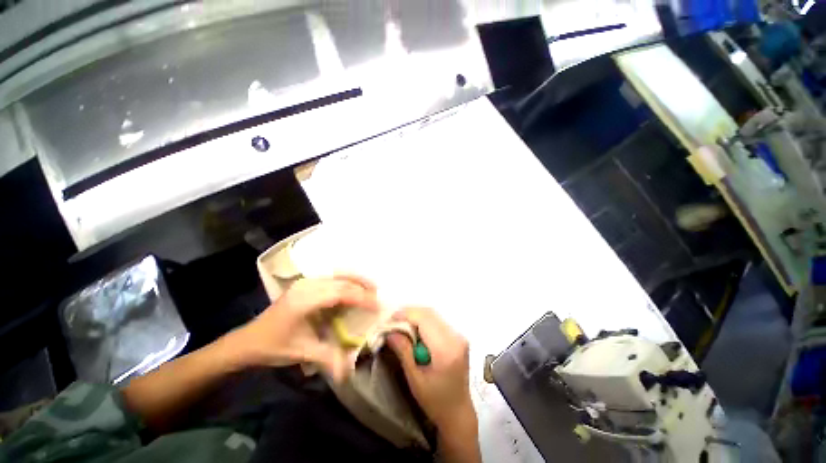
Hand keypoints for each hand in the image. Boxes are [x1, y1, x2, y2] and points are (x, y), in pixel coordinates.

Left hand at [228, 275, 378, 380]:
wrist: (247, 340)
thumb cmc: (273, 347)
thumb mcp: (301, 353)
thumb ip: (328, 358)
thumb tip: (351, 371)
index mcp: (304, 301)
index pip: (340, 292)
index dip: (361, 297)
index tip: (377, 305)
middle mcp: (306, 286)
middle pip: (342, 279)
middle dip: (363, 285)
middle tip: (377, 296)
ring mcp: (305, 282)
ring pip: (338, 274)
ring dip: (356, 280)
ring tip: (370, 290)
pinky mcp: (306, 283)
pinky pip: (332, 277)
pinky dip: (347, 281)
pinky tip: (353, 289)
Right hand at [387, 307, 473, 430]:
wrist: (458, 412)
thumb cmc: (435, 401)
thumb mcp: (415, 379)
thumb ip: (403, 351)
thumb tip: (390, 331)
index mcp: (446, 349)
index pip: (424, 319)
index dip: (406, 314)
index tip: (390, 319)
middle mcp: (455, 337)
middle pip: (430, 313)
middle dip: (410, 313)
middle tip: (393, 321)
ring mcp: (459, 335)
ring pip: (434, 314)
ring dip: (416, 316)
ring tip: (401, 325)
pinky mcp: (458, 336)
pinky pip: (438, 321)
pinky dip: (424, 321)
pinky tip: (414, 330)